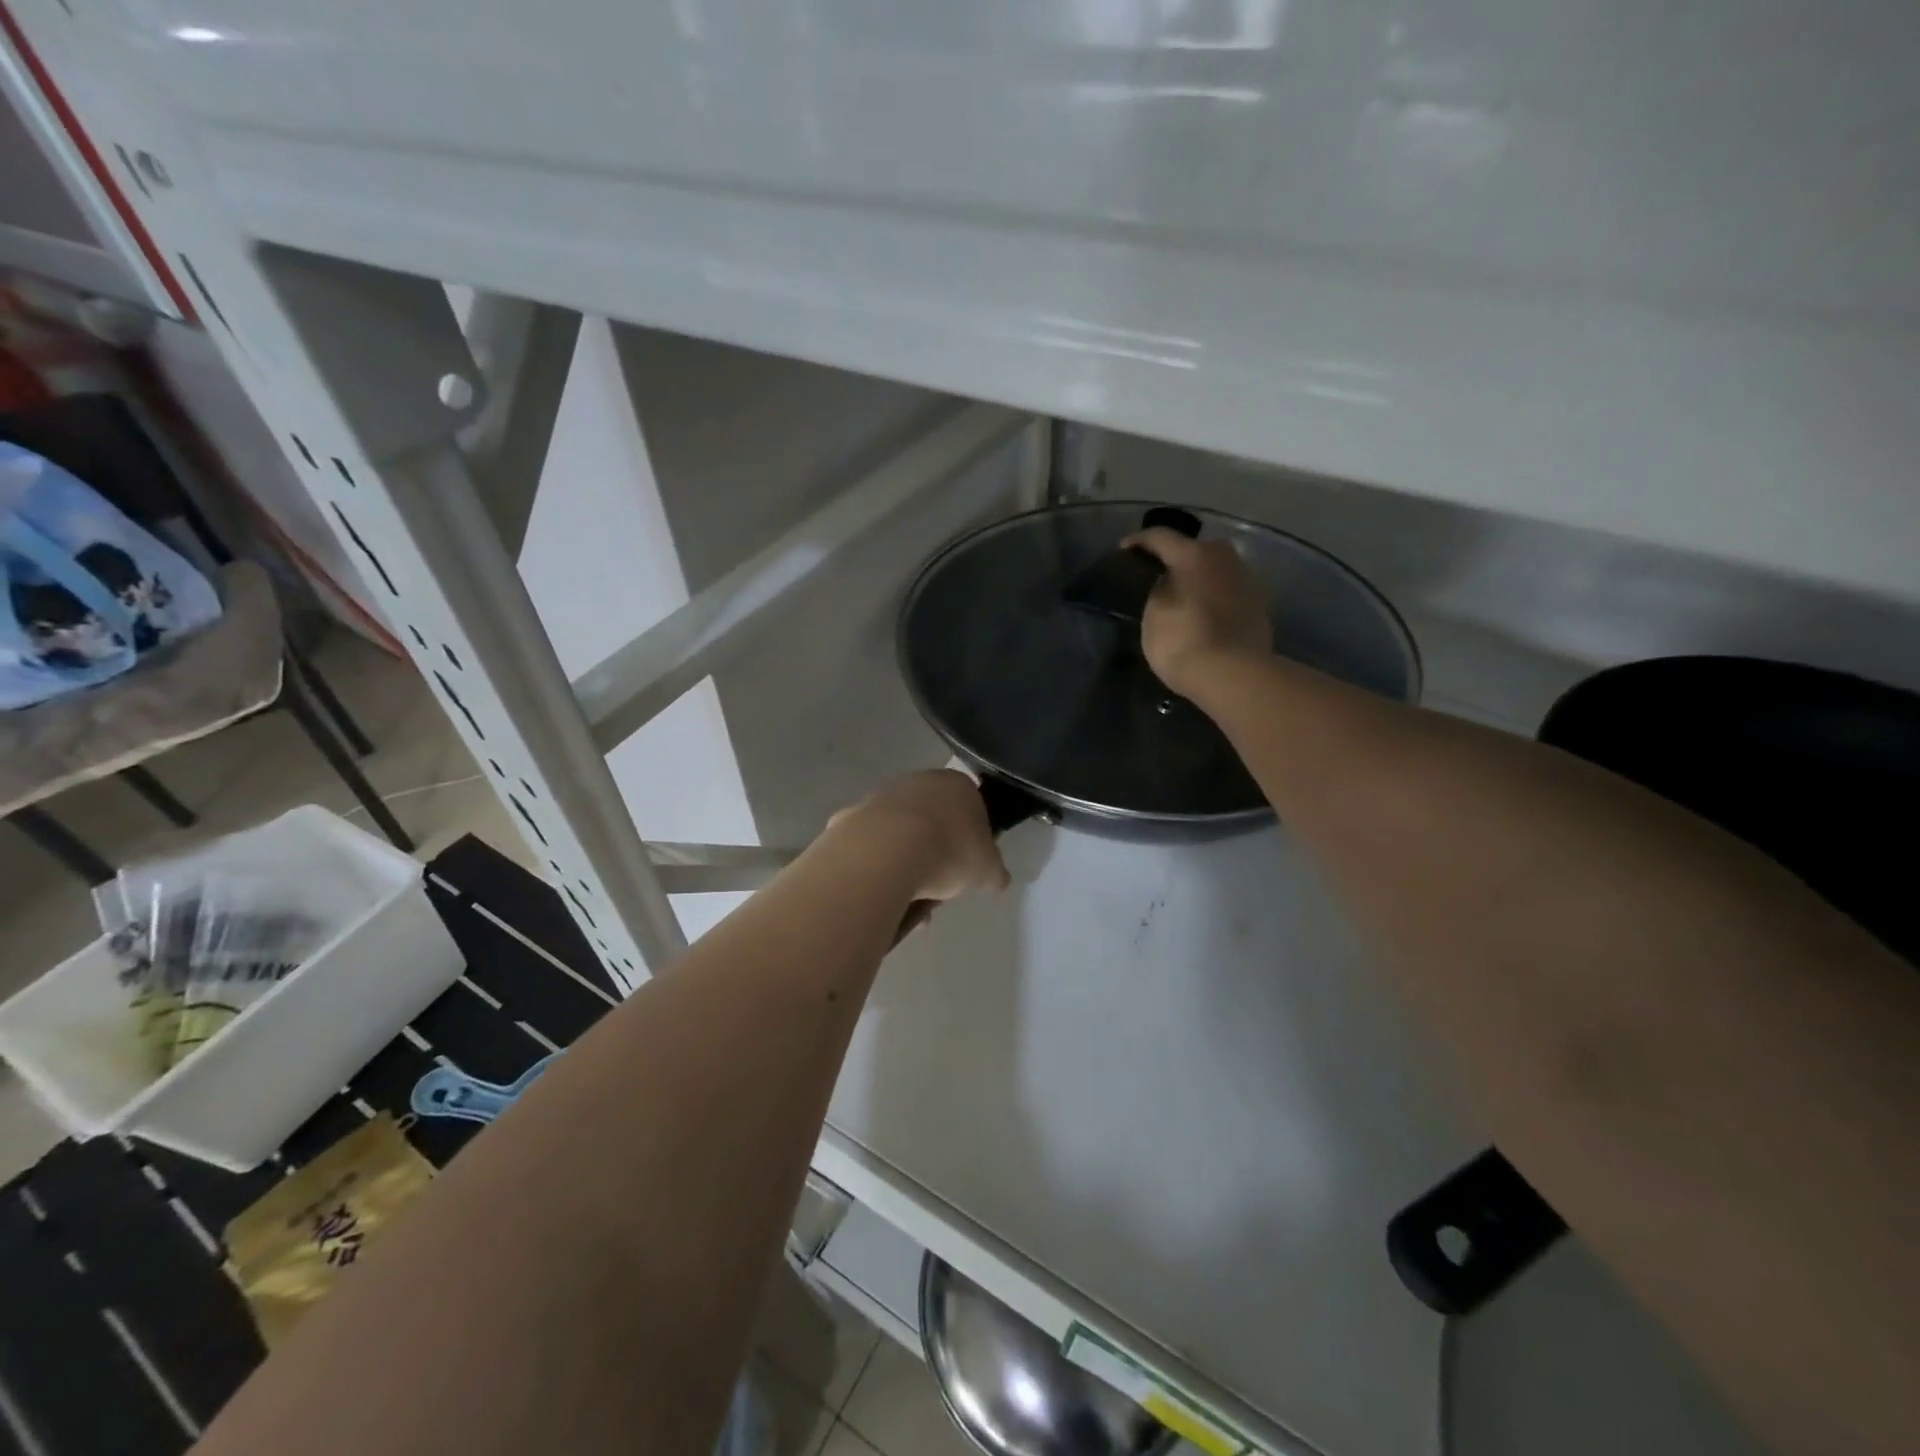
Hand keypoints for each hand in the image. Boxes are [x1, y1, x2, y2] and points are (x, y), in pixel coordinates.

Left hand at [826, 770, 1010, 905]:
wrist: (887, 852)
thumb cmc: (949, 853)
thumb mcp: (988, 871)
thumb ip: (994, 872)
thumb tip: (996, 879)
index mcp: (958, 785)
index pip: (973, 809)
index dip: (972, 840)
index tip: (968, 867)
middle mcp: (919, 781)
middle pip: (934, 821)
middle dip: (937, 854)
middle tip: (939, 886)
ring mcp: (882, 796)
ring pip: (901, 833)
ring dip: (908, 862)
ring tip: (909, 898)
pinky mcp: (852, 815)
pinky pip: (872, 845)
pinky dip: (879, 865)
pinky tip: (883, 888)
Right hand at [1122, 527, 1271, 696]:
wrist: (1233, 675)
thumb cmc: (1182, 641)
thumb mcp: (1154, 614)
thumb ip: (1159, 589)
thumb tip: (1169, 582)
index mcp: (1195, 555)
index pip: (1161, 537)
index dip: (1139, 542)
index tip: (1124, 550)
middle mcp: (1225, 558)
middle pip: (1196, 549)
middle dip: (1177, 557)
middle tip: (1159, 574)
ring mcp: (1247, 580)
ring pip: (1216, 569)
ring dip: (1199, 577)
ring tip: (1183, 594)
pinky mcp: (1259, 605)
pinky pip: (1228, 591)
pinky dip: (1214, 596)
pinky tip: (1205, 612)